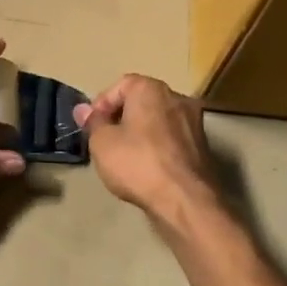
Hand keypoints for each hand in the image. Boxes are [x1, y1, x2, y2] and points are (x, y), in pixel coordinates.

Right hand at [73, 75, 219, 225]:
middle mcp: (176, 97)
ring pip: (158, 120)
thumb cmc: (137, 163)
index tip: (91, 126)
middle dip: (121, 117)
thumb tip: (83, 110)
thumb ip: (93, 122)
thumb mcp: (102, 143)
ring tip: (124, 156)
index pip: (121, 85)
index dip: (102, 105)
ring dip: (140, 133)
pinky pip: (171, 138)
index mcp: (151, 89)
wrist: (184, 199)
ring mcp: (193, 121)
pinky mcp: (202, 146)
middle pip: (142, 101)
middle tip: (105, 139)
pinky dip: (157, 147)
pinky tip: (147, 167)